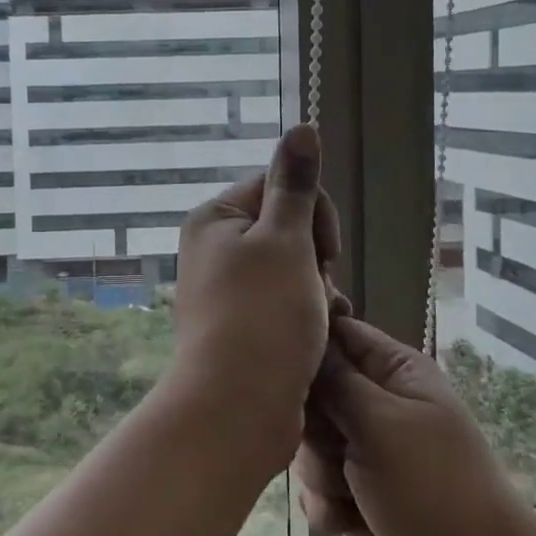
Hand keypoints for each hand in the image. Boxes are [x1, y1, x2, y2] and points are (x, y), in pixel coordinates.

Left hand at [172, 124, 340, 460]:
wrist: (237, 409)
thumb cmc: (263, 317)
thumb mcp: (285, 241)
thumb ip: (295, 184)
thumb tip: (302, 126)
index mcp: (215, 217)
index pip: (280, 185)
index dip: (314, 216)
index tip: (323, 254)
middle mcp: (212, 246)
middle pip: (287, 227)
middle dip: (316, 257)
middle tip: (319, 291)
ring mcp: (223, 288)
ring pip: (291, 268)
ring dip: (316, 290)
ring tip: (316, 321)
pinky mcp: (238, 323)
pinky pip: (282, 302)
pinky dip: (303, 315)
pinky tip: (312, 340)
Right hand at [293, 316, 530, 535]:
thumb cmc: (435, 491)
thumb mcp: (381, 422)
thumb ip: (333, 380)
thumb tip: (301, 339)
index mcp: (395, 372)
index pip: (336, 332)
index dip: (307, 346)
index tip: (281, 368)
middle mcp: (379, 407)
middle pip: (313, 394)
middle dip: (312, 427)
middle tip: (333, 448)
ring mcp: (369, 456)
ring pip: (309, 446)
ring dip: (320, 475)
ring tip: (349, 496)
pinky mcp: (358, 501)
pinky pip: (317, 491)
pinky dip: (329, 509)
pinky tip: (350, 527)